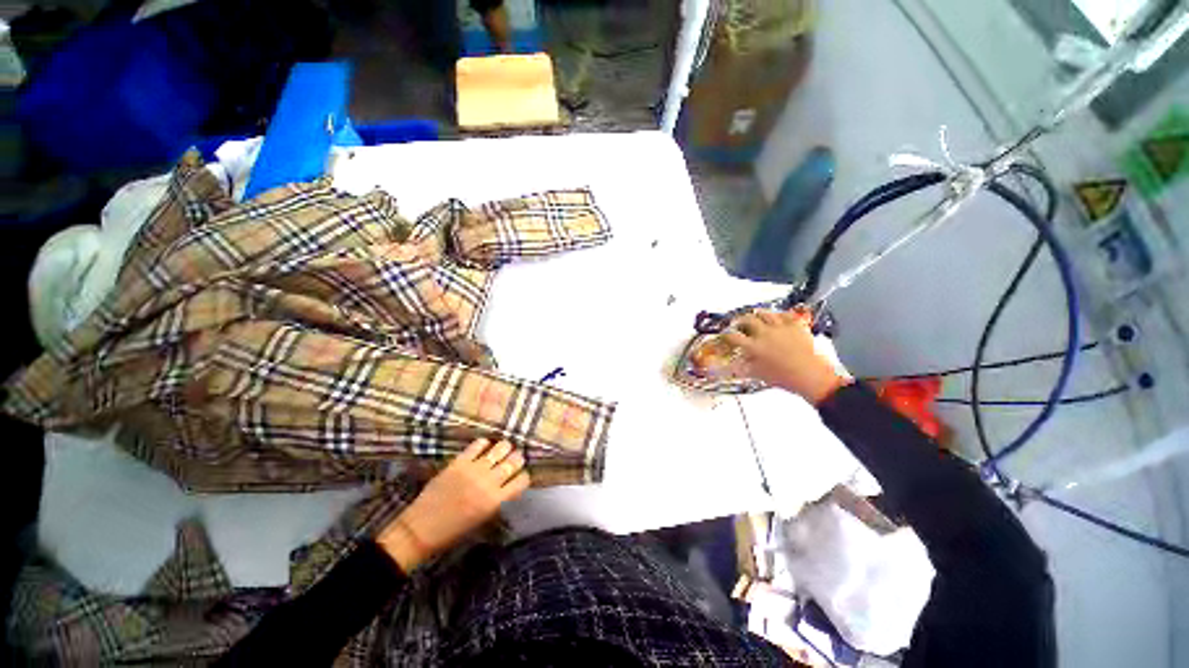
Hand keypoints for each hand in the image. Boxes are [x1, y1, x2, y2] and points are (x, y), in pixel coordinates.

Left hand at [377, 438, 529, 571]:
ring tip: (502, 450)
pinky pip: (478, 444)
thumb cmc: (452, 532)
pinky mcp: (459, 462)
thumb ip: (498, 500)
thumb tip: (509, 485)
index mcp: (495, 501)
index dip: (523, 477)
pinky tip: (484, 447)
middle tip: (514, 460)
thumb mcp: (482, 520)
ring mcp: (473, 470)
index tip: (519, 477)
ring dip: (505, 448)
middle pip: (514, 461)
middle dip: (517, 459)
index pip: (521, 481)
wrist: (419, 530)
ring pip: (500, 448)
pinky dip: (484, 443)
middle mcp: (488, 482)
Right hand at [722, 309, 850, 403]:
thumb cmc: (784, 378)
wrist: (811, 376)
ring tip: (756, 317)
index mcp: (754, 346)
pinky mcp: (795, 325)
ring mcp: (781, 327)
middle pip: (747, 319)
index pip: (733, 336)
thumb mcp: (758, 375)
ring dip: (758, 315)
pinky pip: (785, 314)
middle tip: (739, 324)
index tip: (724, 335)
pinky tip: (777, 318)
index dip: (726, 335)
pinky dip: (779, 315)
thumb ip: (742, 368)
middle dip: (740, 320)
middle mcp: (765, 333)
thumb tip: (731, 367)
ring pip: (765, 313)